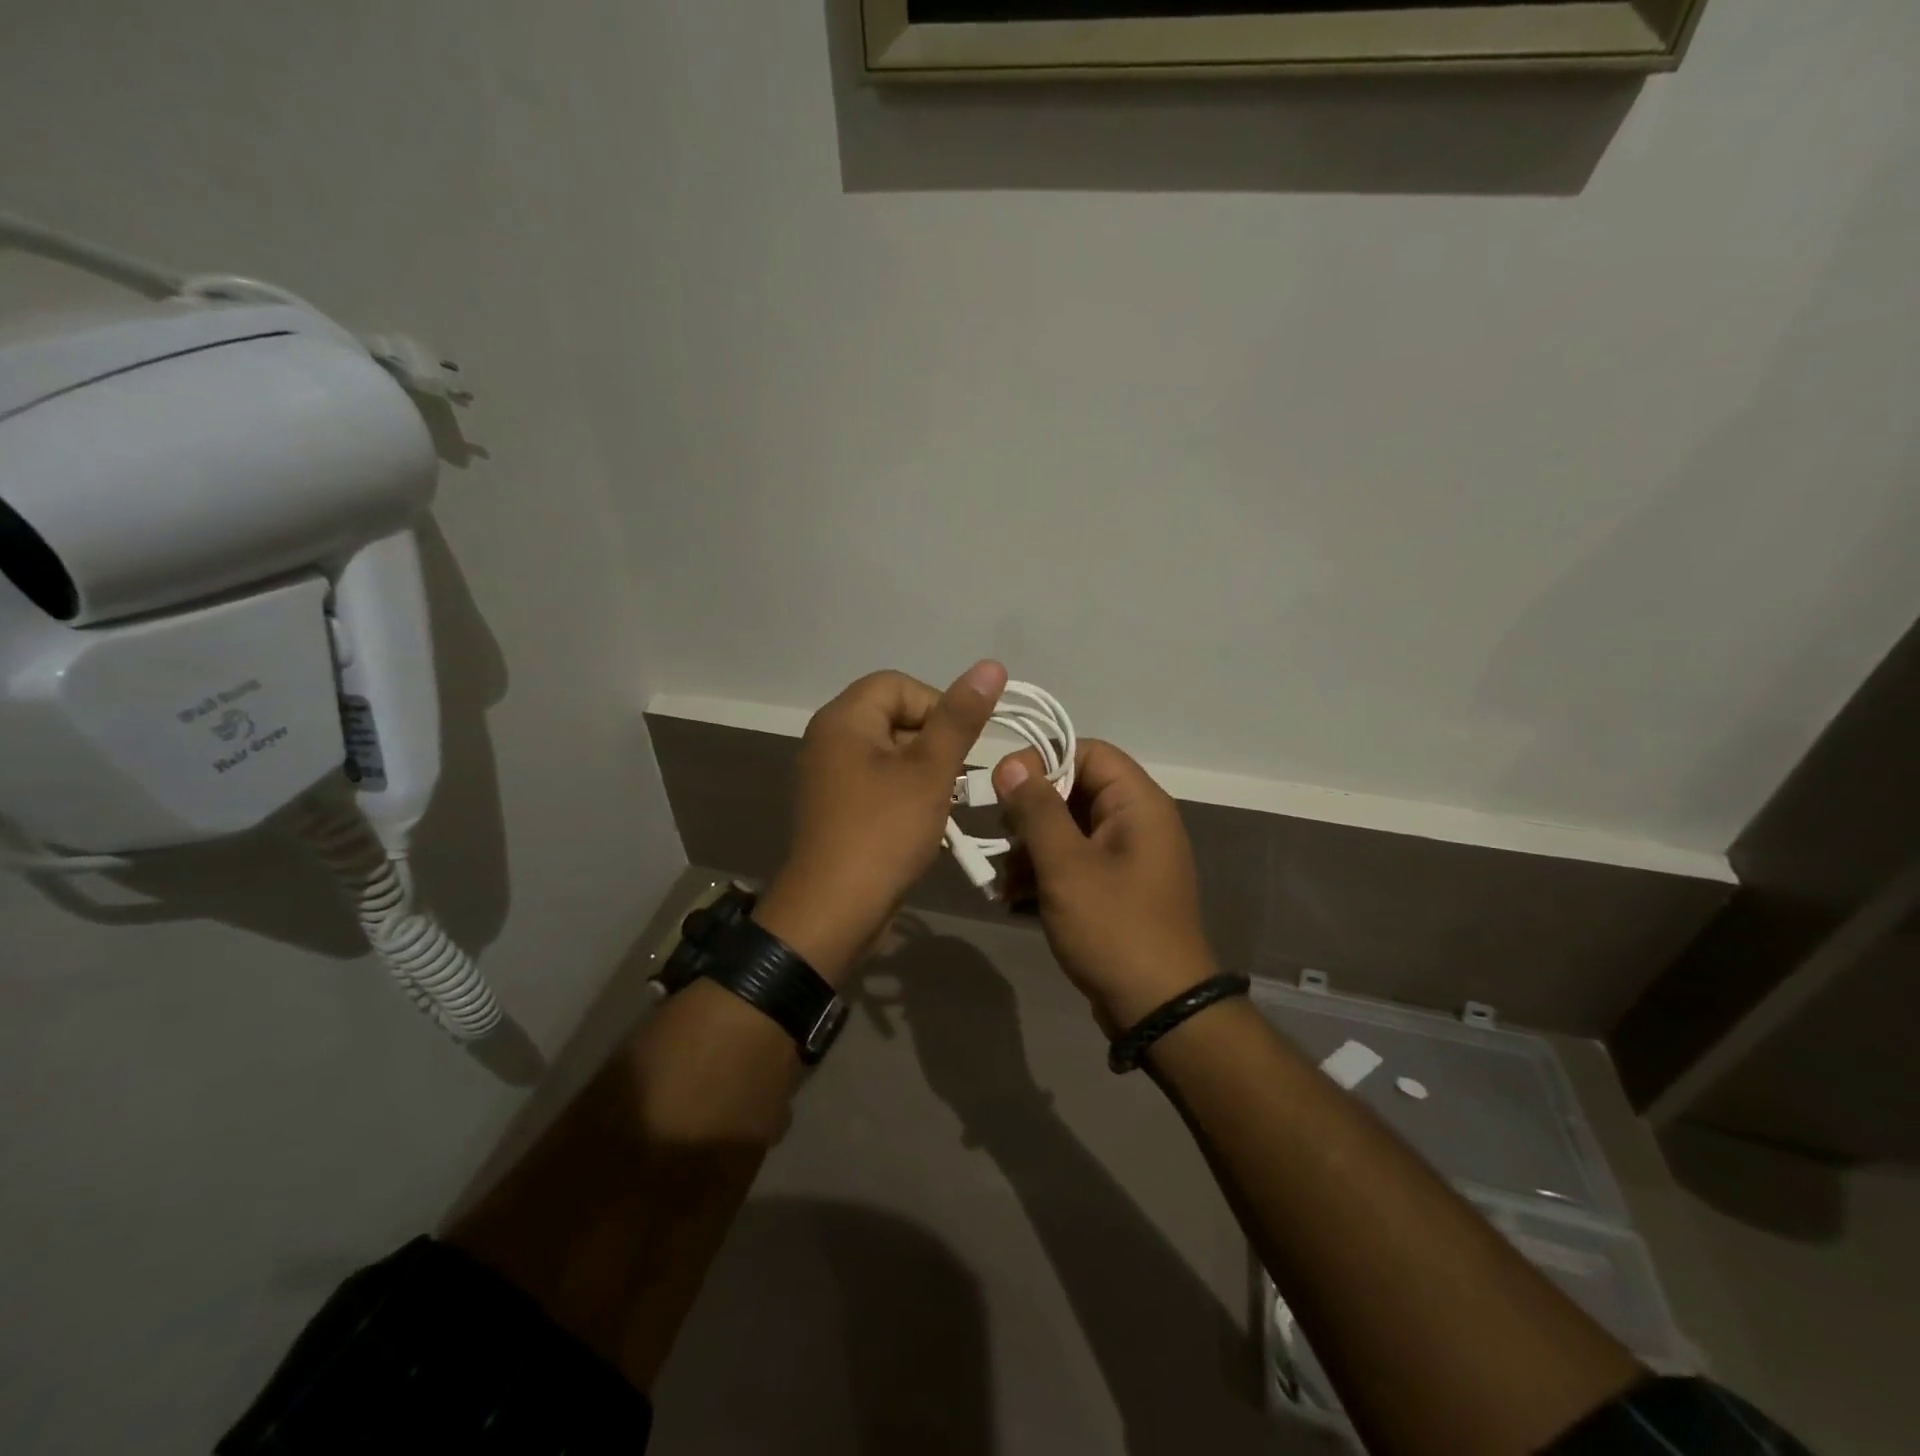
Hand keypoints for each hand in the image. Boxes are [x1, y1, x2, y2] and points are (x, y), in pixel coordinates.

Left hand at [754, 661, 1007, 983]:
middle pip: (893, 717)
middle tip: (958, 778)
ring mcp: (829, 777)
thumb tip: (991, 665)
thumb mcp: (930, 772)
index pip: (899, 685)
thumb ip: (959, 718)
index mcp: (844, 719)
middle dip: (934, 743)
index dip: (938, 705)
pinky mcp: (836, 809)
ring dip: (925, 772)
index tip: (962, 745)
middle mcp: (829, 740)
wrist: (833, 912)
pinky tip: (926, 824)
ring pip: (890, 754)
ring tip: (945, 804)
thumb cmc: (884, 833)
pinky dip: (906, 794)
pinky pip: (878, 784)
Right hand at [994, 740, 1216, 1034]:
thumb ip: (1036, 810)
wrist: (1158, 1008)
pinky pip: (1073, 861)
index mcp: (1137, 803)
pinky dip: (1044, 872)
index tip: (1004, 785)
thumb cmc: (1114, 927)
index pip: (1088, 752)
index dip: (1043, 759)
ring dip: (1030, 847)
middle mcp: (1136, 821)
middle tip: (1000, 835)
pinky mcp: (1114, 888)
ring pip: (1068, 828)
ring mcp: (1126, 857)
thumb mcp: (1066, 865)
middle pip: (1074, 790)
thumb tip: (1010, 763)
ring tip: (1002, 877)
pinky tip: (1013, 896)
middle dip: (1030, 811)